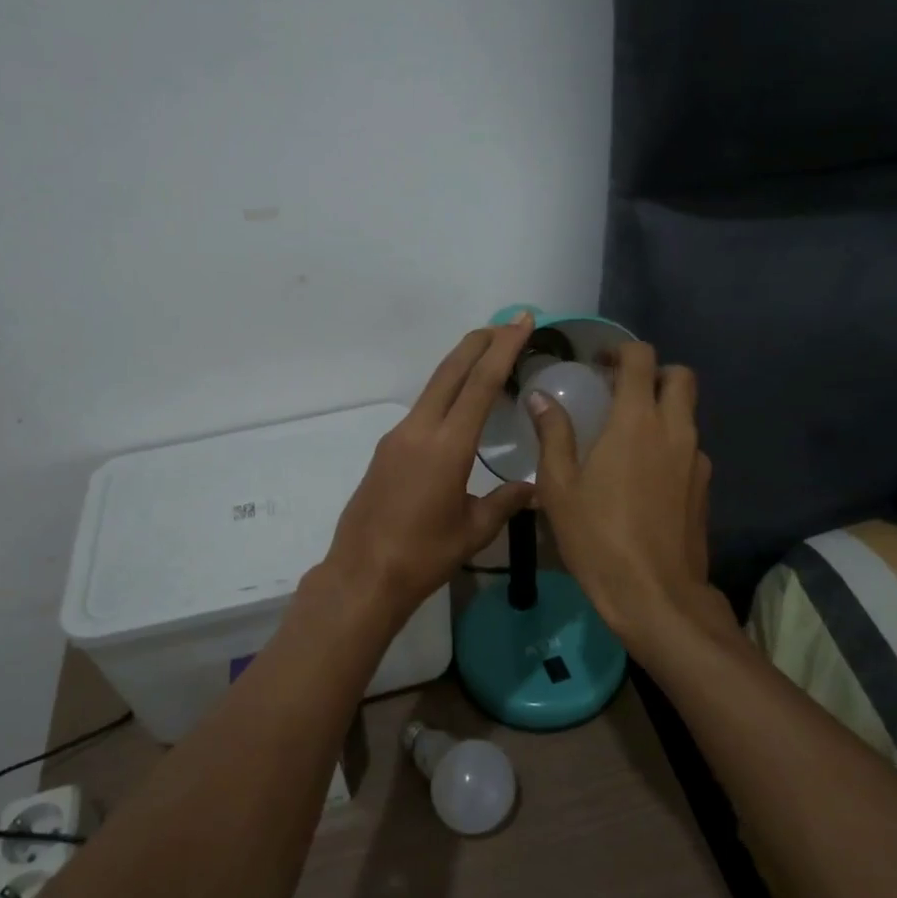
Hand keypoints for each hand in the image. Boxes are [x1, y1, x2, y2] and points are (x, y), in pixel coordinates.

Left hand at [324, 316, 536, 620]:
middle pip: (452, 371)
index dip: (504, 349)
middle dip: (480, 342)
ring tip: (488, 355)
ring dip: (461, 365)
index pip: (481, 384)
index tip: (521, 322)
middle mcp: (419, 430)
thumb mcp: (474, 531)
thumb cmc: (423, 556)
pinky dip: (446, 393)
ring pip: (434, 387)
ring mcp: (398, 437)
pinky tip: (459, 404)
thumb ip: (505, 502)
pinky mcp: (386, 449)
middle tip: (507, 322)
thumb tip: (534, 488)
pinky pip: (422, 409)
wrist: (363, 575)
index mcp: (447, 446)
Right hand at [527, 341, 718, 648]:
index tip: (599, 365)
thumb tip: (539, 398)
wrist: (655, 594)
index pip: (642, 359)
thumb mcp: (559, 487)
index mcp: (636, 421)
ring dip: (663, 409)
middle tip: (620, 392)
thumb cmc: (597, 537)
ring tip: (628, 435)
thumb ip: (552, 435)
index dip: (621, 351)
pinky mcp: (704, 487)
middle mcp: (675, 430)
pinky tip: (645, 475)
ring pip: (688, 413)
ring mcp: (696, 459)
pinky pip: (690, 447)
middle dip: (653, 373)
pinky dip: (670, 444)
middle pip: (680, 377)